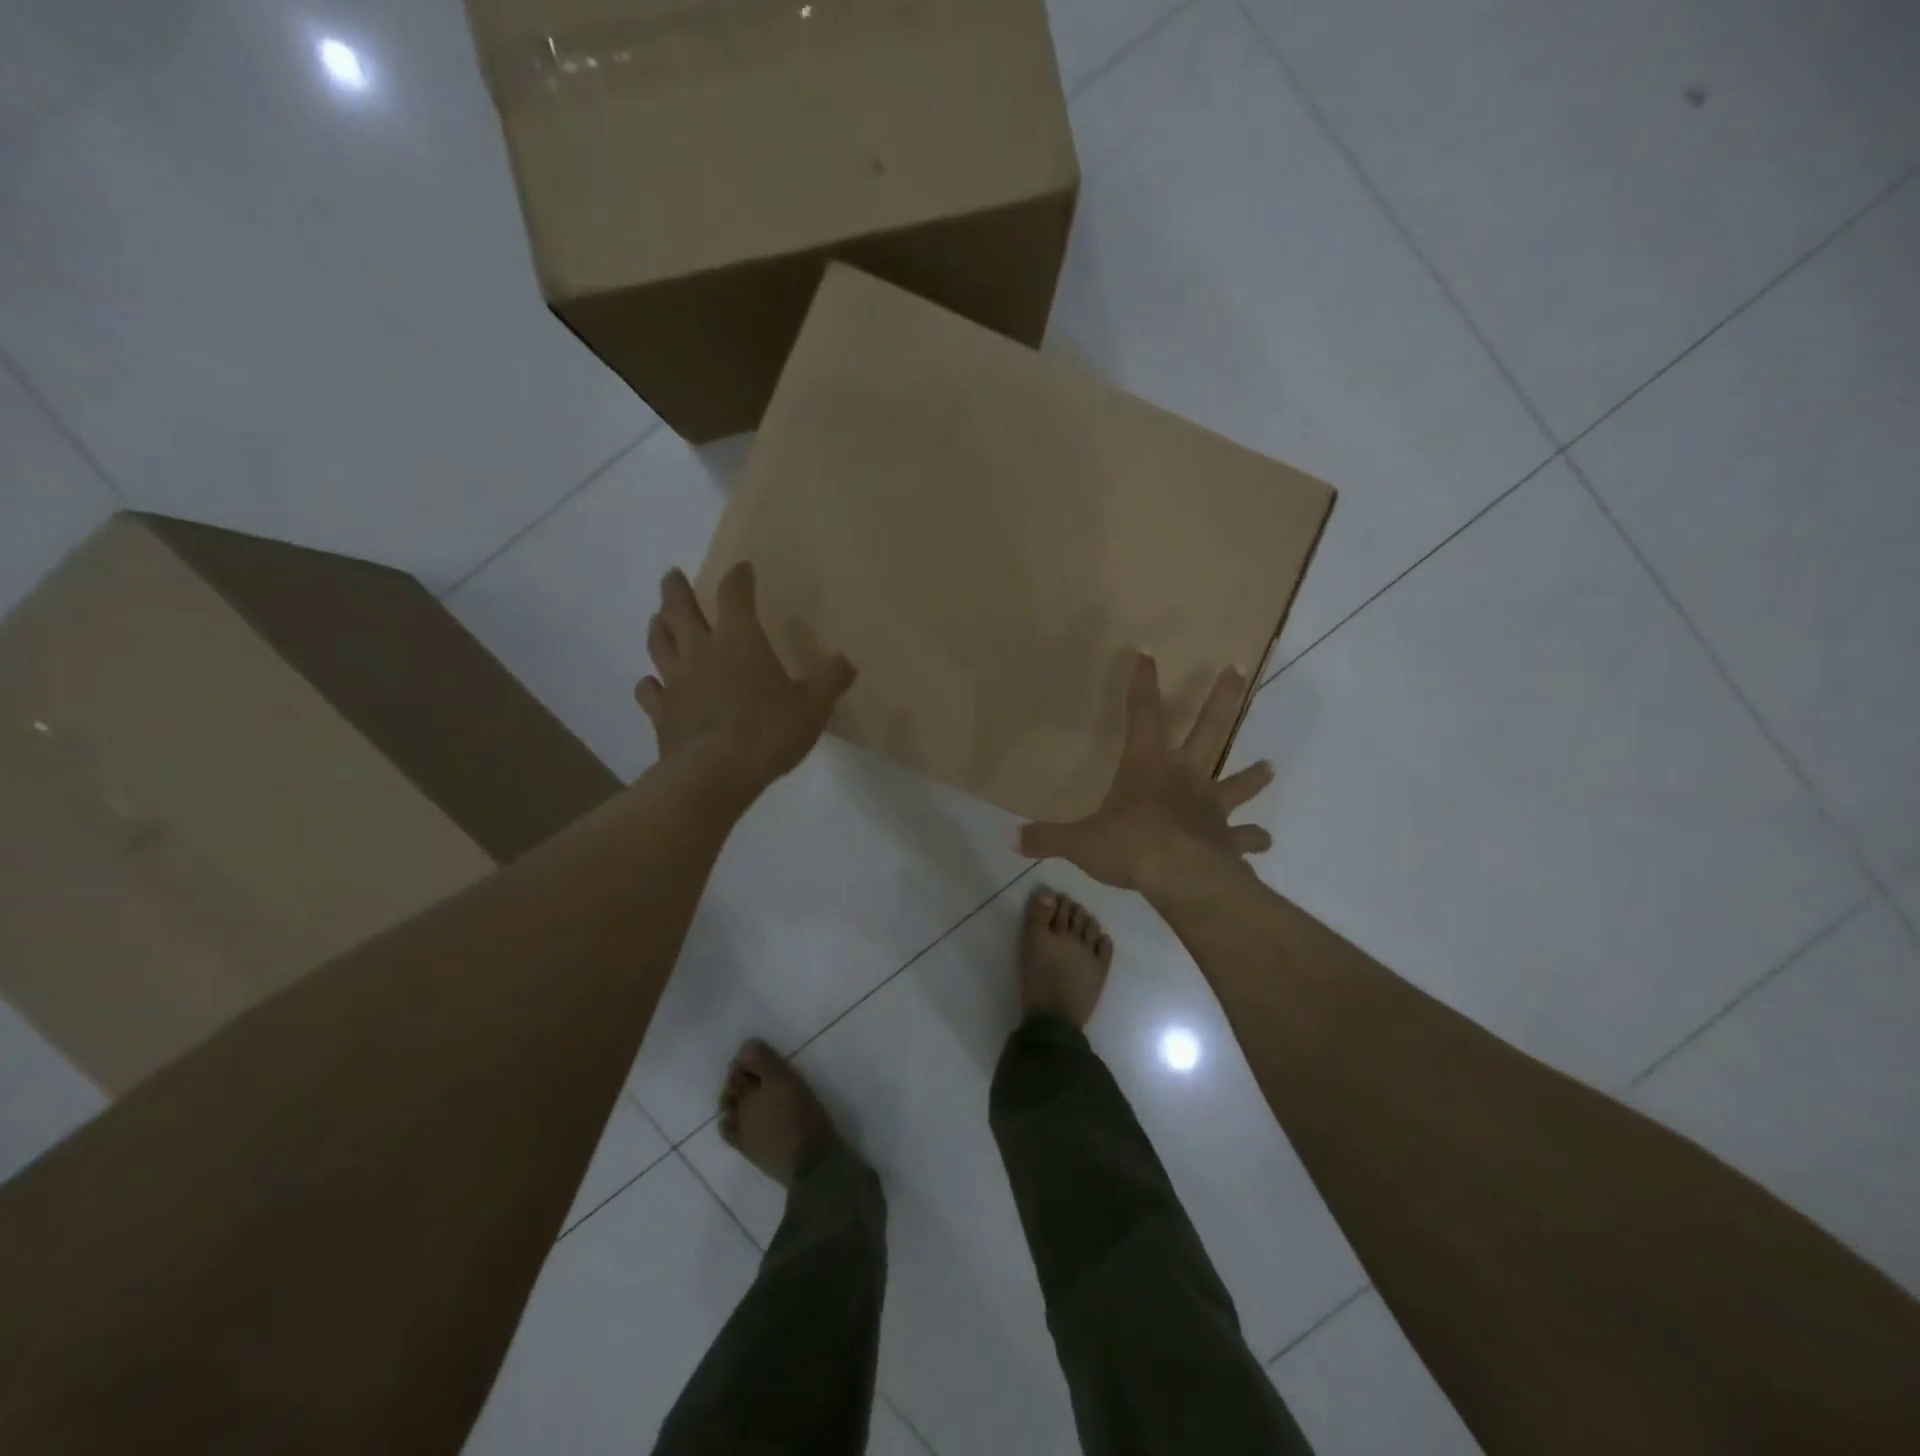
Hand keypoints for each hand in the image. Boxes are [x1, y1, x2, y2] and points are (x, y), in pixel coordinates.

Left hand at [634, 564, 854, 795]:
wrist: (715, 774)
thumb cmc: (768, 732)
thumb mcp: (813, 706)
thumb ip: (830, 679)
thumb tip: (846, 661)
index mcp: (739, 641)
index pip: (735, 595)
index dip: (739, 578)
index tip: (742, 568)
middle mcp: (701, 652)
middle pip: (679, 609)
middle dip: (676, 589)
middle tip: (672, 575)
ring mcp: (675, 682)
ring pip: (658, 642)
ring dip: (658, 625)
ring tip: (659, 617)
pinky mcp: (661, 713)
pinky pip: (649, 690)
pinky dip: (649, 683)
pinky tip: (652, 683)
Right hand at [1018, 653, 1273, 893]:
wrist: (1182, 878)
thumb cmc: (1130, 847)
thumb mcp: (1079, 843)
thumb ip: (1046, 839)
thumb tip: (1011, 839)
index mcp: (1147, 766)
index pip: (1142, 714)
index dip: (1142, 684)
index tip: (1148, 653)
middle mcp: (1185, 777)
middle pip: (1209, 728)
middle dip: (1222, 697)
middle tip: (1238, 669)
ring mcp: (1213, 807)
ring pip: (1239, 783)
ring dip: (1254, 776)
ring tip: (1270, 767)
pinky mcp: (1229, 839)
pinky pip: (1246, 839)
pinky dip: (1255, 840)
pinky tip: (1264, 843)